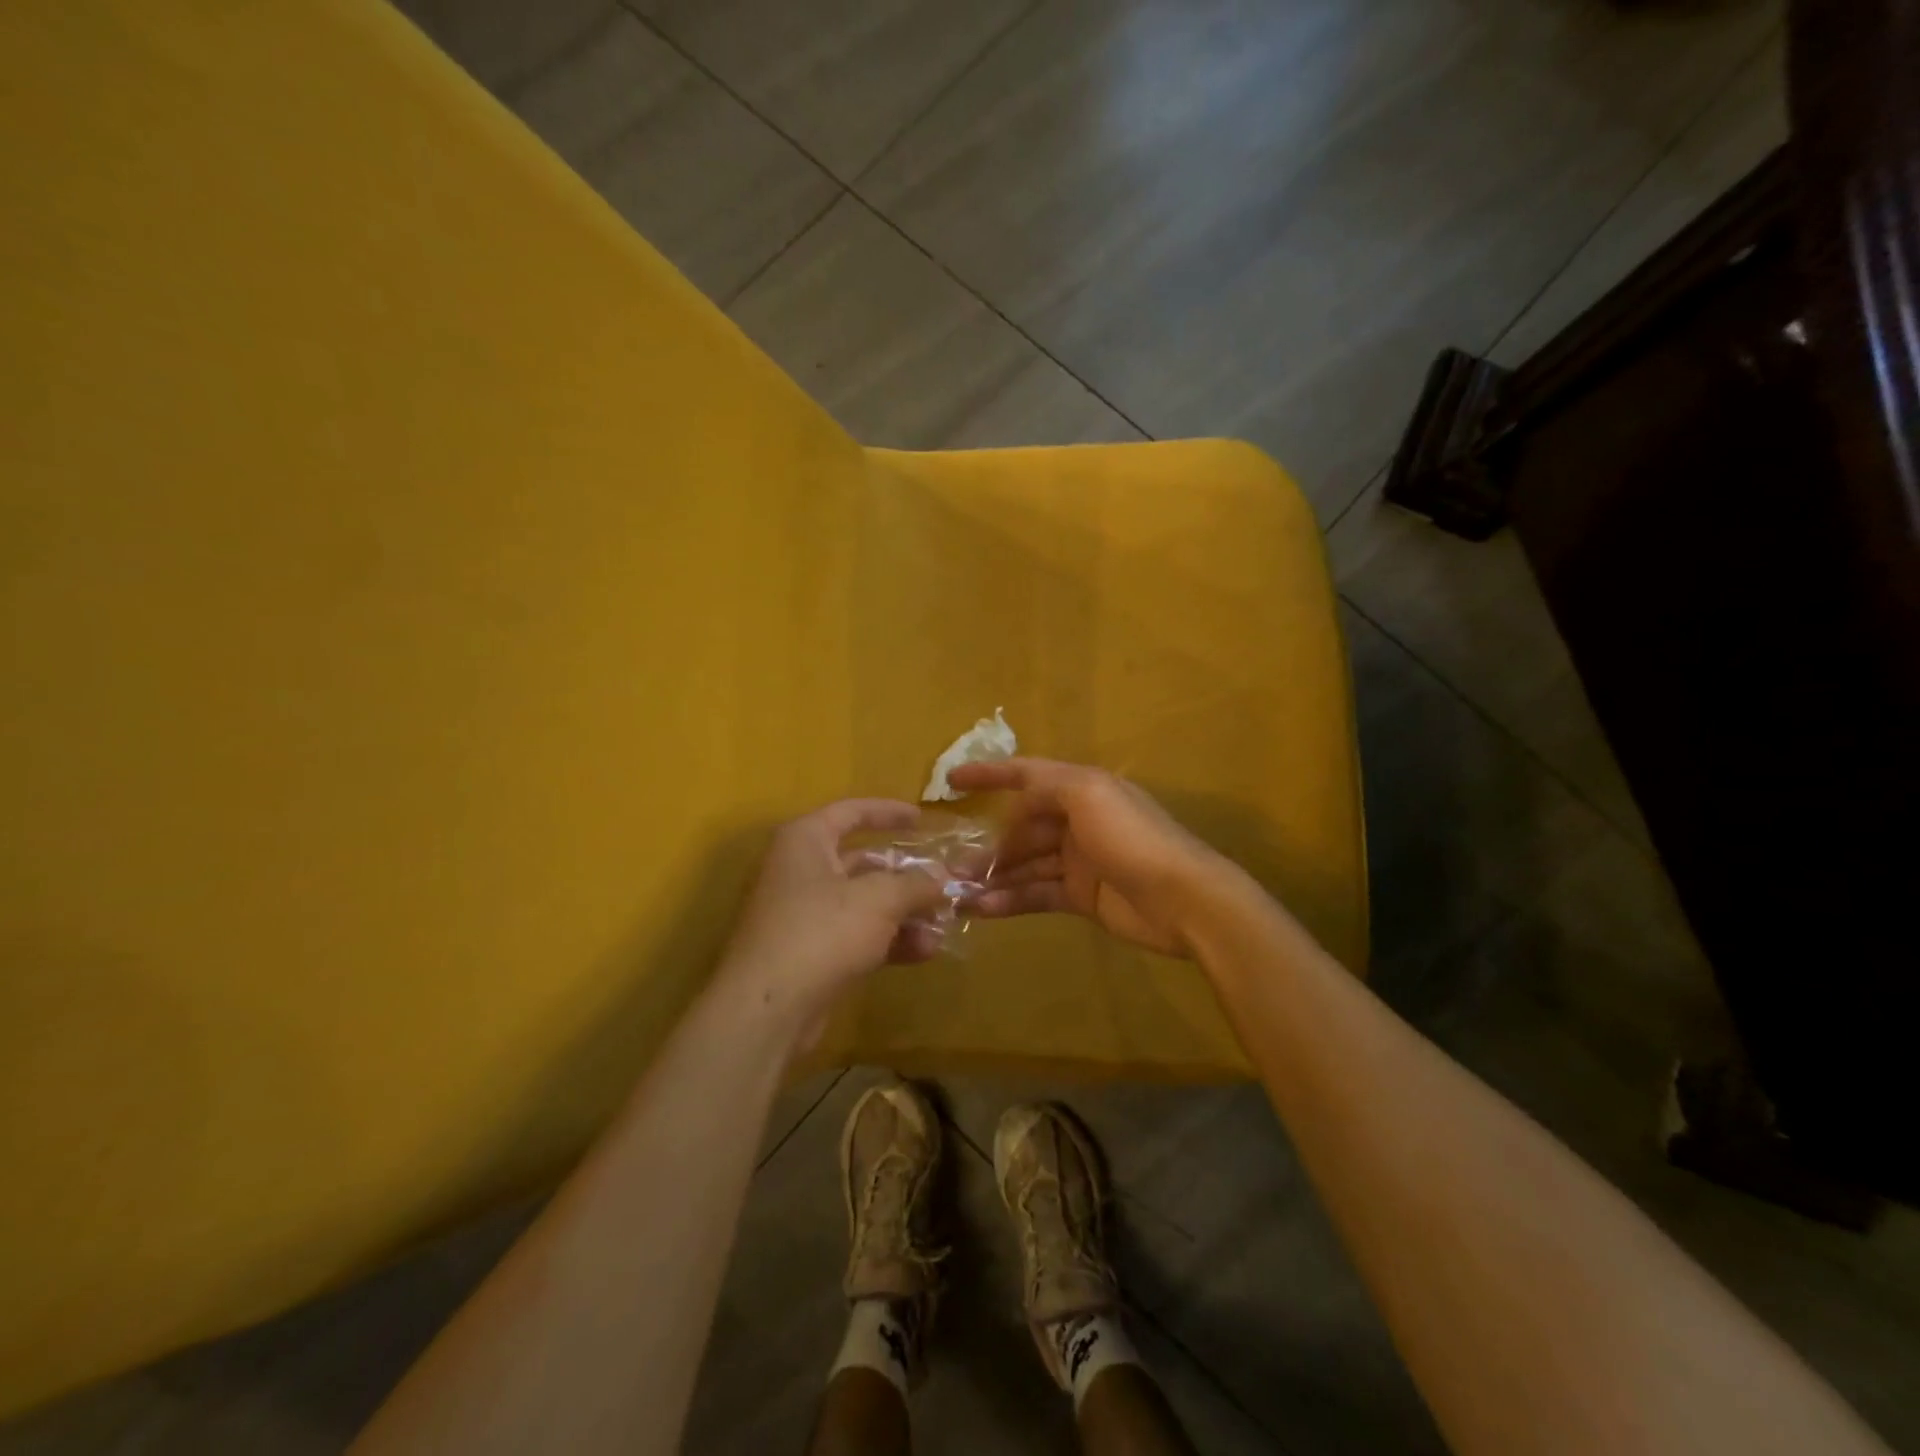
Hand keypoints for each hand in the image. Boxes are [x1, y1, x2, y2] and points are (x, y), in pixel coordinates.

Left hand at [718, 800, 947, 1038]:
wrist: (767, 1010)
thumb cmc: (821, 931)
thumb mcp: (879, 899)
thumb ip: (916, 884)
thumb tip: (943, 878)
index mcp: (806, 840)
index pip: (852, 812)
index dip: (889, 812)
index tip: (923, 818)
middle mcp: (802, 871)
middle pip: (864, 862)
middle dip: (909, 876)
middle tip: (946, 881)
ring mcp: (804, 914)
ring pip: (865, 903)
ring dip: (906, 913)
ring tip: (945, 924)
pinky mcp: (811, 953)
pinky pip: (858, 935)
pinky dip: (890, 940)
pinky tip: (926, 951)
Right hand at [949, 758, 1246, 957]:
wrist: (1183, 900)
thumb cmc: (1133, 838)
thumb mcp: (1088, 794)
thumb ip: (1047, 788)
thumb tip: (1015, 804)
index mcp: (1081, 788)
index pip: (1027, 773)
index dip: (989, 773)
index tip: (950, 781)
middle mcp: (1077, 820)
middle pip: (1022, 826)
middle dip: (989, 843)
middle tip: (952, 865)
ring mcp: (1079, 860)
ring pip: (1026, 863)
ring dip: (994, 875)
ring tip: (958, 892)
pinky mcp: (1082, 896)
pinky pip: (1037, 893)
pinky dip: (1011, 899)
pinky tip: (984, 909)